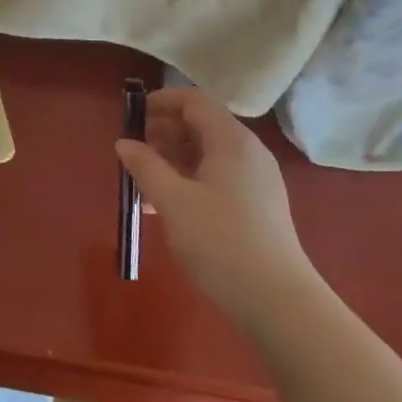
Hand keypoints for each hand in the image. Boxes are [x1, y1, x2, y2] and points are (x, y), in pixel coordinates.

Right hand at [115, 87, 320, 324]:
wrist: (277, 300)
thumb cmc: (220, 241)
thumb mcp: (173, 201)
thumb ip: (145, 166)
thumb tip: (124, 142)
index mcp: (231, 140)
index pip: (195, 101)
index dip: (162, 102)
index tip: (132, 116)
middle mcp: (249, 151)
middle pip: (203, 124)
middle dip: (165, 131)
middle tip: (134, 152)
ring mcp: (258, 179)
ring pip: (210, 153)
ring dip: (175, 158)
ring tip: (145, 181)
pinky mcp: (259, 205)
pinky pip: (220, 176)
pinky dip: (192, 178)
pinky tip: (170, 205)